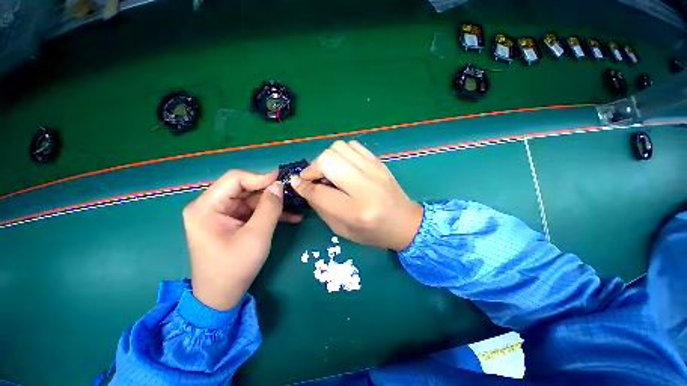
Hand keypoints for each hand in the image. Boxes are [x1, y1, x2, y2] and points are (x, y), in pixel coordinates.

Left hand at [183, 170, 301, 310]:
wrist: (221, 297)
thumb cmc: (234, 268)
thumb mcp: (256, 236)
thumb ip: (269, 208)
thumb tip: (278, 185)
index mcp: (206, 207)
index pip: (235, 179)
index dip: (260, 177)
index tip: (282, 180)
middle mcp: (211, 207)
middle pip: (245, 189)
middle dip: (270, 192)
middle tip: (292, 193)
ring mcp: (223, 215)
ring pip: (252, 200)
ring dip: (274, 204)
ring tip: (295, 205)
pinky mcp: (233, 223)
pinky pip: (253, 212)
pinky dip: (270, 214)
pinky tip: (291, 217)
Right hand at [290, 140, 422, 250]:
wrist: (406, 222)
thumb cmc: (373, 233)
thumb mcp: (342, 229)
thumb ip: (321, 207)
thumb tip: (303, 186)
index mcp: (355, 211)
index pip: (319, 192)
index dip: (302, 186)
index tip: (296, 184)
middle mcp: (364, 187)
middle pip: (327, 161)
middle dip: (313, 168)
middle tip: (313, 178)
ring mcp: (374, 170)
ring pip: (338, 148)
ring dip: (326, 158)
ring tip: (329, 171)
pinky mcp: (378, 162)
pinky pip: (353, 146)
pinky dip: (342, 153)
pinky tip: (343, 165)